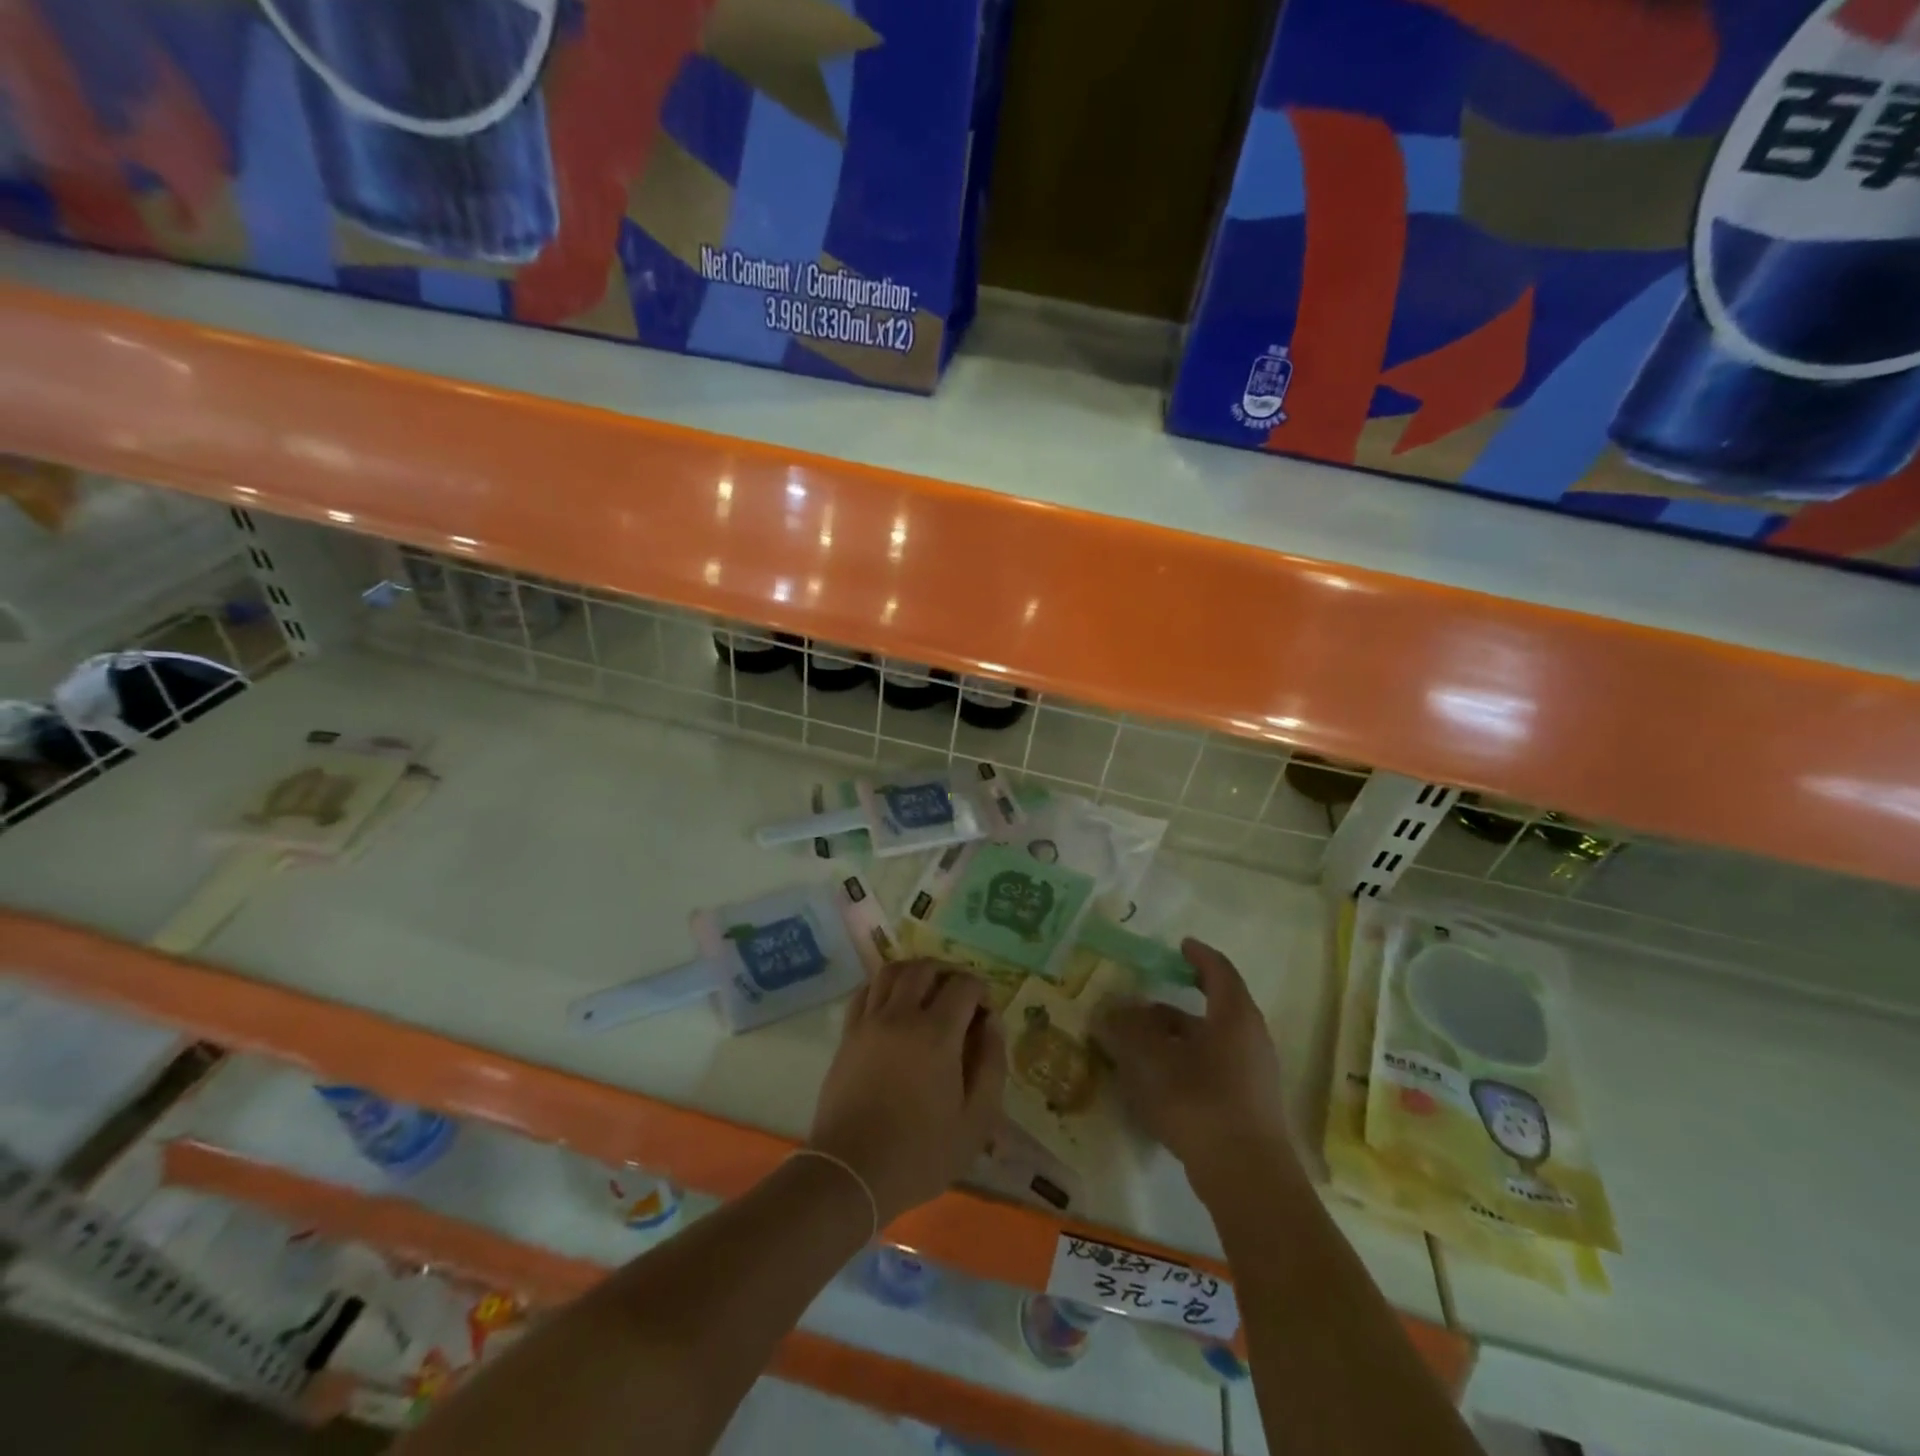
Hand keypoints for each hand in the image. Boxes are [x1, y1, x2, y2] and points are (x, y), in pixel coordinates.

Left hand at [809, 960, 1006, 1226]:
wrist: (852, 1173)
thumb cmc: (921, 1153)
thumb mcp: (976, 1120)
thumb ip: (991, 1064)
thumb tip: (992, 1022)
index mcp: (937, 1034)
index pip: (964, 985)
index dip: (981, 992)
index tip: (985, 1015)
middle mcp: (901, 1015)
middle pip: (926, 968)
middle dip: (948, 975)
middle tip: (958, 999)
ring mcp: (870, 1021)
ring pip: (892, 971)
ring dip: (915, 973)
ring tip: (927, 993)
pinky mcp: (848, 1034)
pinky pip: (866, 990)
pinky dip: (883, 986)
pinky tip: (893, 1005)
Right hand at [1093, 939, 1292, 1203]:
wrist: (1247, 1177)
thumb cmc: (1201, 1102)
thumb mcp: (1154, 1060)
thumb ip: (1128, 1030)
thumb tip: (1108, 1010)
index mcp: (1234, 1016)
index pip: (1220, 971)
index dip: (1199, 956)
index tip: (1181, 945)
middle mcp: (1250, 1039)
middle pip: (1213, 1009)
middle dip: (1174, 1005)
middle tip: (1142, 1003)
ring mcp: (1253, 1075)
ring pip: (1211, 1042)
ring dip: (1177, 1037)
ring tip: (1140, 1045)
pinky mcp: (1248, 1106)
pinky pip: (1213, 1069)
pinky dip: (1186, 1063)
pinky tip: (1158, 1081)